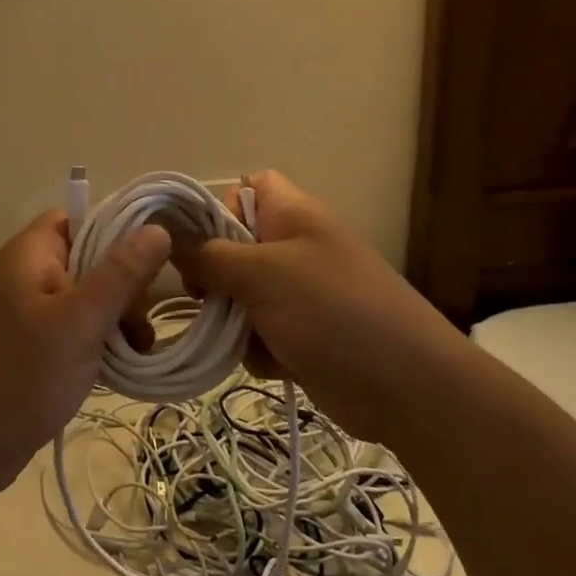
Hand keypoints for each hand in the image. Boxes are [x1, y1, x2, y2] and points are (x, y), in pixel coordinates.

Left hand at [0, 211, 170, 506]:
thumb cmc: (16, 376)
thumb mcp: (78, 323)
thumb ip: (119, 275)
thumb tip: (158, 228)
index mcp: (31, 252)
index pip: (83, 216)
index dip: (121, 229)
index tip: (156, 259)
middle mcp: (30, 273)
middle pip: (92, 258)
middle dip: (125, 284)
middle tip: (141, 321)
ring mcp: (31, 312)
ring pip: (89, 298)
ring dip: (118, 318)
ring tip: (140, 349)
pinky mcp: (36, 347)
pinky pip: (78, 329)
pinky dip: (102, 342)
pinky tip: (124, 366)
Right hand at [174, 171, 455, 444]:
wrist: (406, 386)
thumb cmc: (332, 310)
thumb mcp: (262, 274)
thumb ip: (209, 255)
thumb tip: (169, 239)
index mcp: (291, 215)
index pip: (246, 188)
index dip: (218, 207)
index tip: (197, 240)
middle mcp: (293, 249)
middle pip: (233, 248)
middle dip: (215, 276)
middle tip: (205, 296)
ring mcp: (298, 295)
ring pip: (239, 296)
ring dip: (233, 319)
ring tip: (246, 337)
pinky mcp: (301, 336)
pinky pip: (257, 333)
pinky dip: (258, 349)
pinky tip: (276, 364)